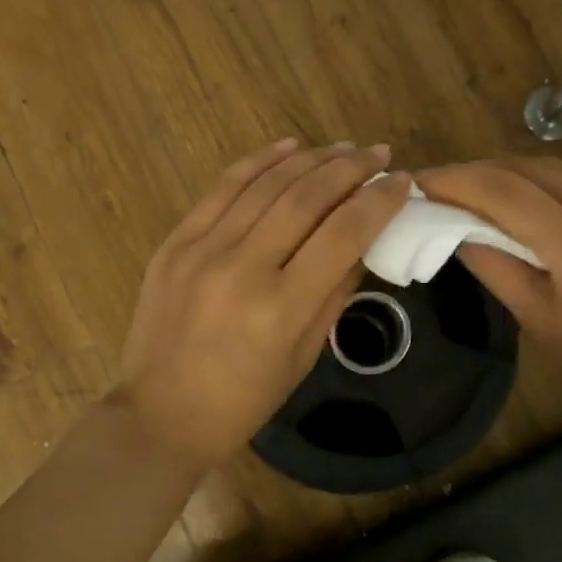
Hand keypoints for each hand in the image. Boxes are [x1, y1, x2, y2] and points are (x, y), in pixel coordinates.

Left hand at [112, 140, 410, 471]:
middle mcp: (243, 268)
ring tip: (341, 149)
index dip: (378, 202)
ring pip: (266, 184)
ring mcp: (202, 250)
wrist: (160, 414)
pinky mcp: (175, 242)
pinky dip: (259, 162)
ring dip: (310, 159)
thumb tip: (365, 242)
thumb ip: (336, 293)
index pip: (343, 234)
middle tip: (377, 153)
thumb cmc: (243, 400)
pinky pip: (223, 188)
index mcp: (281, 308)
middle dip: (349, 169)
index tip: (400, 182)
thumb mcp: (303, 356)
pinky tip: (289, 147)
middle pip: (306, 198)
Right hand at [415, 158, 561, 431]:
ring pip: (556, 166)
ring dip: (511, 173)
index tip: (420, 182)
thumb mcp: (541, 322)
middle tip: (441, 186)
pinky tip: (530, 195)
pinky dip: (548, 178)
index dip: (457, 181)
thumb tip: (454, 227)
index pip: (506, 193)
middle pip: (528, 169)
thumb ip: (495, 268)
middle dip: (477, 172)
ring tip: (478, 189)